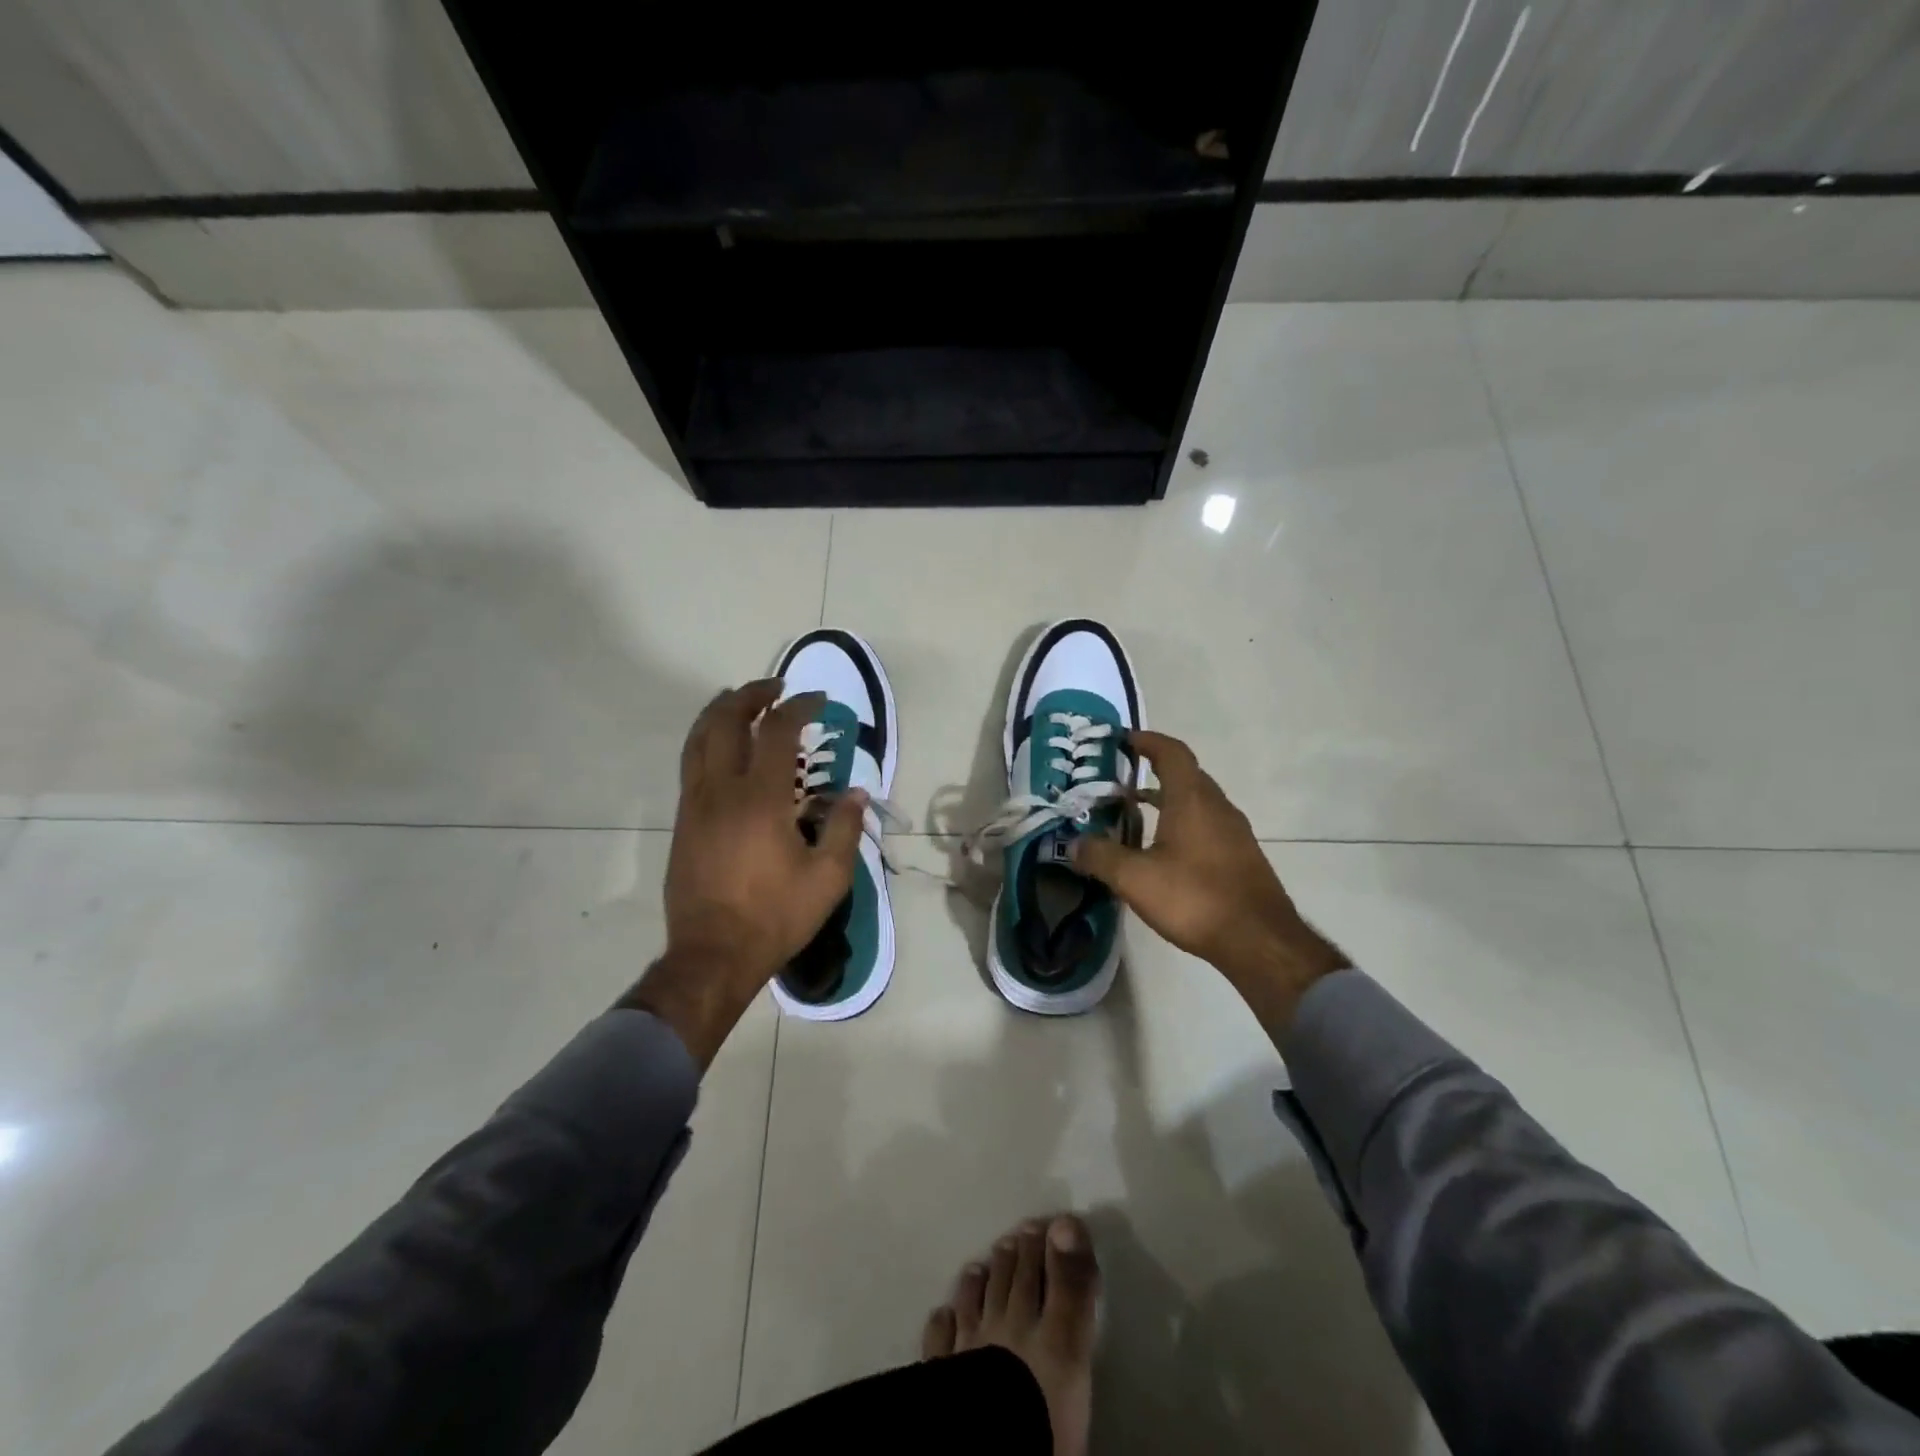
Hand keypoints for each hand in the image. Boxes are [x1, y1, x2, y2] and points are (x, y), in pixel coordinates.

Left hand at [626, 679, 866, 1066]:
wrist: (712, 955)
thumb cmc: (775, 916)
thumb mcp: (827, 878)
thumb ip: (843, 828)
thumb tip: (856, 794)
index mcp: (760, 799)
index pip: (777, 731)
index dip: (799, 707)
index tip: (818, 700)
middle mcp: (721, 790)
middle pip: (727, 721)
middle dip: (752, 695)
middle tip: (776, 688)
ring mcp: (695, 804)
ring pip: (698, 739)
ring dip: (721, 712)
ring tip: (743, 702)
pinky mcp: (683, 822)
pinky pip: (691, 764)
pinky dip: (707, 740)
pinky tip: (724, 748)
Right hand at [1072, 730, 1348, 1029]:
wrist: (1260, 941)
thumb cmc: (1195, 898)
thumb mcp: (1135, 878)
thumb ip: (1100, 856)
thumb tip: (1074, 844)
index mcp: (1192, 799)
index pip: (1172, 753)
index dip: (1148, 741)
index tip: (1124, 740)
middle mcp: (1217, 807)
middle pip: (1186, 775)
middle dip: (1153, 771)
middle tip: (1119, 782)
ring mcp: (1234, 832)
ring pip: (1197, 802)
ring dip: (1168, 800)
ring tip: (1136, 814)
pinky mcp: (1241, 856)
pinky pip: (1207, 825)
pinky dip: (1182, 824)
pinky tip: (1164, 851)